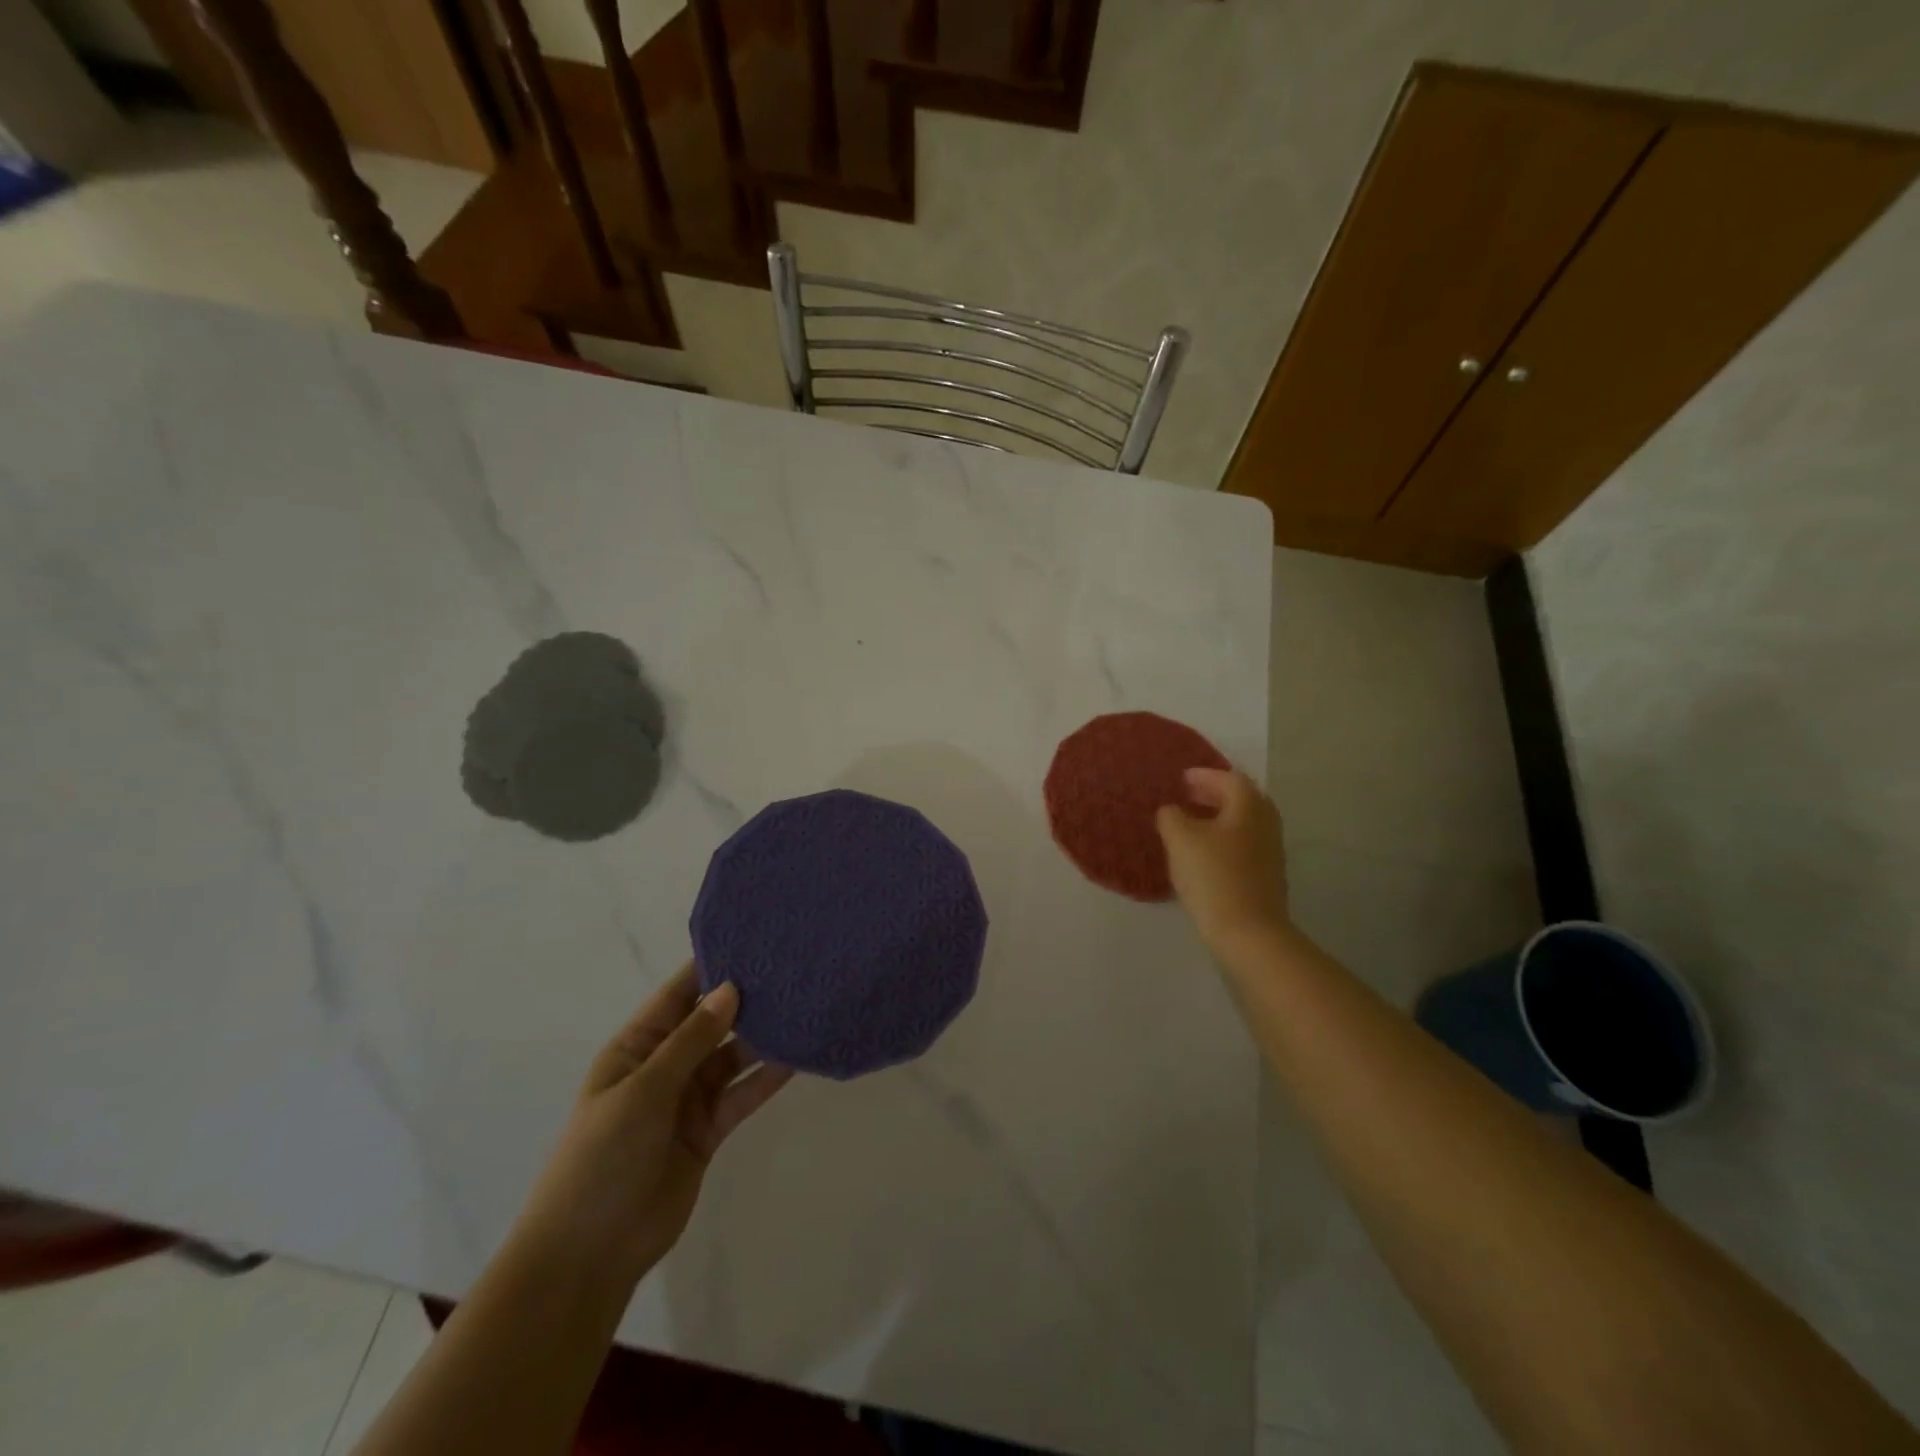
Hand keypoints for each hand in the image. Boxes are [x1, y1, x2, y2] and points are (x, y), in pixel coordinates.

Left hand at [513, 964, 792, 1286]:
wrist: (589, 1253)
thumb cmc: (601, 1158)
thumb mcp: (643, 1090)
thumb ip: (690, 1041)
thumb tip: (731, 988)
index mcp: (637, 1046)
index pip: (679, 993)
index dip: (712, 965)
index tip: (755, 939)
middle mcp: (665, 1064)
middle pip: (712, 1022)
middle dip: (746, 999)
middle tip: (793, 970)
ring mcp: (688, 1098)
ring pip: (732, 1056)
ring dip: (762, 1037)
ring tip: (803, 1008)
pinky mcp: (709, 1129)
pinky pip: (742, 1094)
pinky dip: (766, 1078)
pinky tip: (797, 1058)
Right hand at [1155, 767, 1290, 949]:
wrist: (1248, 932)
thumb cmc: (1213, 877)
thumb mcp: (1180, 840)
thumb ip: (1171, 817)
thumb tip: (1172, 811)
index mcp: (1249, 806)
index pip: (1229, 778)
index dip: (1204, 775)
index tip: (1181, 779)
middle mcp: (1266, 823)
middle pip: (1242, 799)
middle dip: (1214, 794)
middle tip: (1187, 797)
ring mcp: (1270, 851)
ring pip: (1243, 823)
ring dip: (1218, 818)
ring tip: (1191, 825)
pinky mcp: (1266, 876)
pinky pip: (1244, 844)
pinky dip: (1224, 839)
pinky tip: (1203, 854)